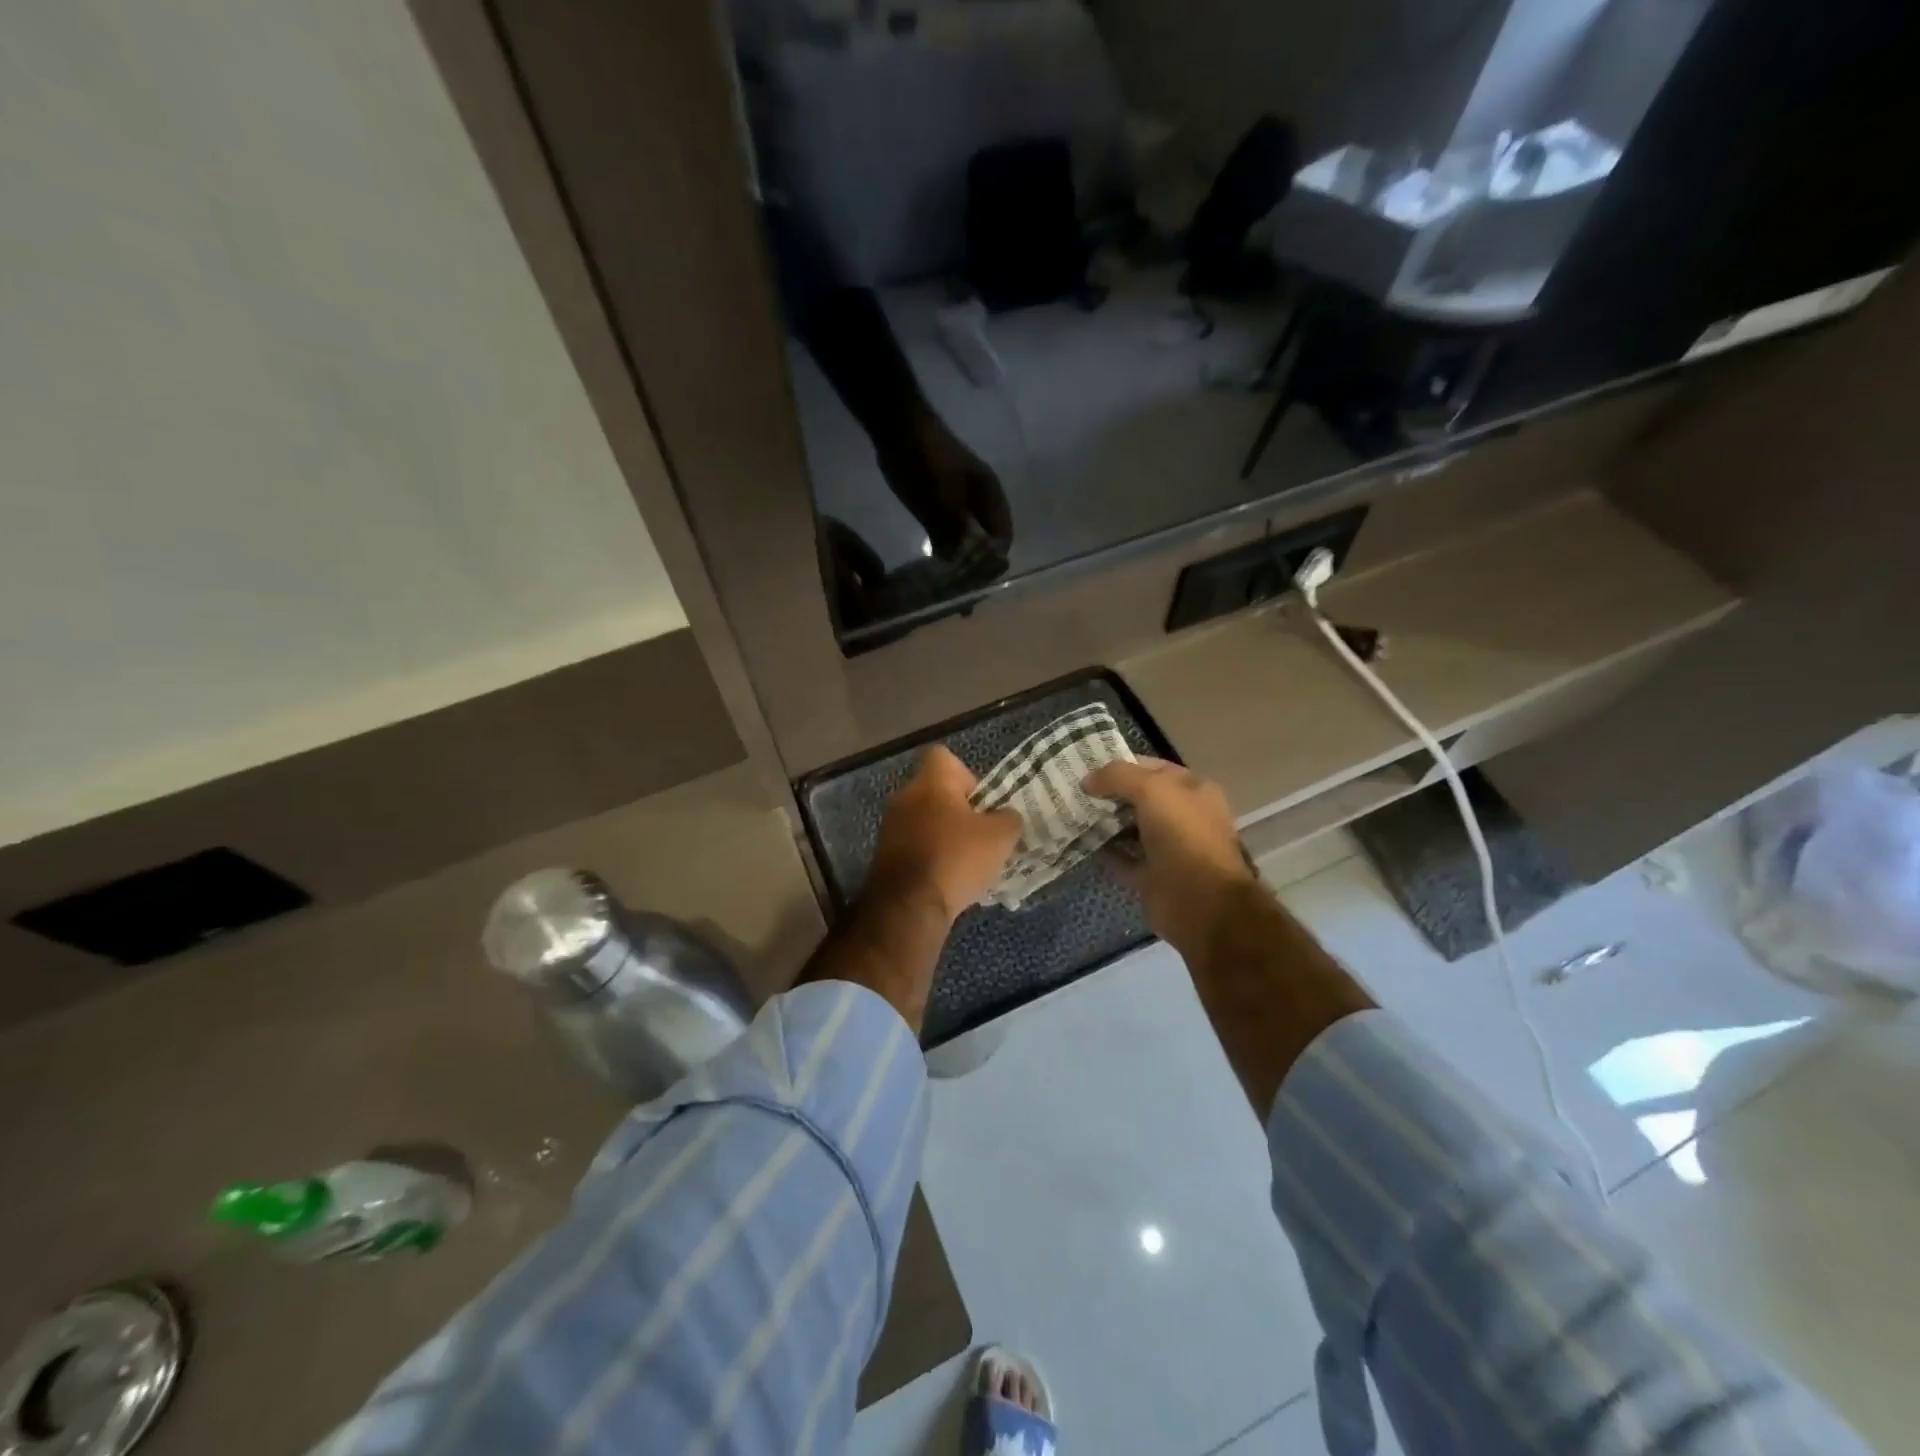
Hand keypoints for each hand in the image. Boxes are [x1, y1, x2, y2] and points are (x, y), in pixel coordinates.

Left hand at [867, 746, 1021, 923]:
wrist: (908, 906)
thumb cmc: (956, 858)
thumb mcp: (1001, 837)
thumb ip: (1009, 818)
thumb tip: (1006, 816)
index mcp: (930, 781)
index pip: (943, 756)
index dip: (967, 774)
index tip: (981, 801)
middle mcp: (904, 796)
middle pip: (936, 791)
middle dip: (959, 810)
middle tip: (981, 834)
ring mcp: (890, 827)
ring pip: (924, 820)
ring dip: (945, 835)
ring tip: (968, 861)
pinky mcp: (884, 856)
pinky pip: (914, 845)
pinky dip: (931, 856)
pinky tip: (948, 879)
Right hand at [1084, 757, 1258, 958]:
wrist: (1201, 902)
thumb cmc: (1182, 836)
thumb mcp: (1152, 790)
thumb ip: (1118, 776)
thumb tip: (1088, 780)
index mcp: (1192, 790)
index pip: (1152, 768)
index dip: (1121, 764)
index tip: (1086, 767)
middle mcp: (1182, 816)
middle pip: (1139, 798)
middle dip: (1109, 793)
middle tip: (1072, 790)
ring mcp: (1168, 848)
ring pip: (1129, 828)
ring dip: (1104, 822)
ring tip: (1070, 813)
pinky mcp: (1152, 876)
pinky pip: (1123, 859)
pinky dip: (1104, 852)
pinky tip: (1080, 842)